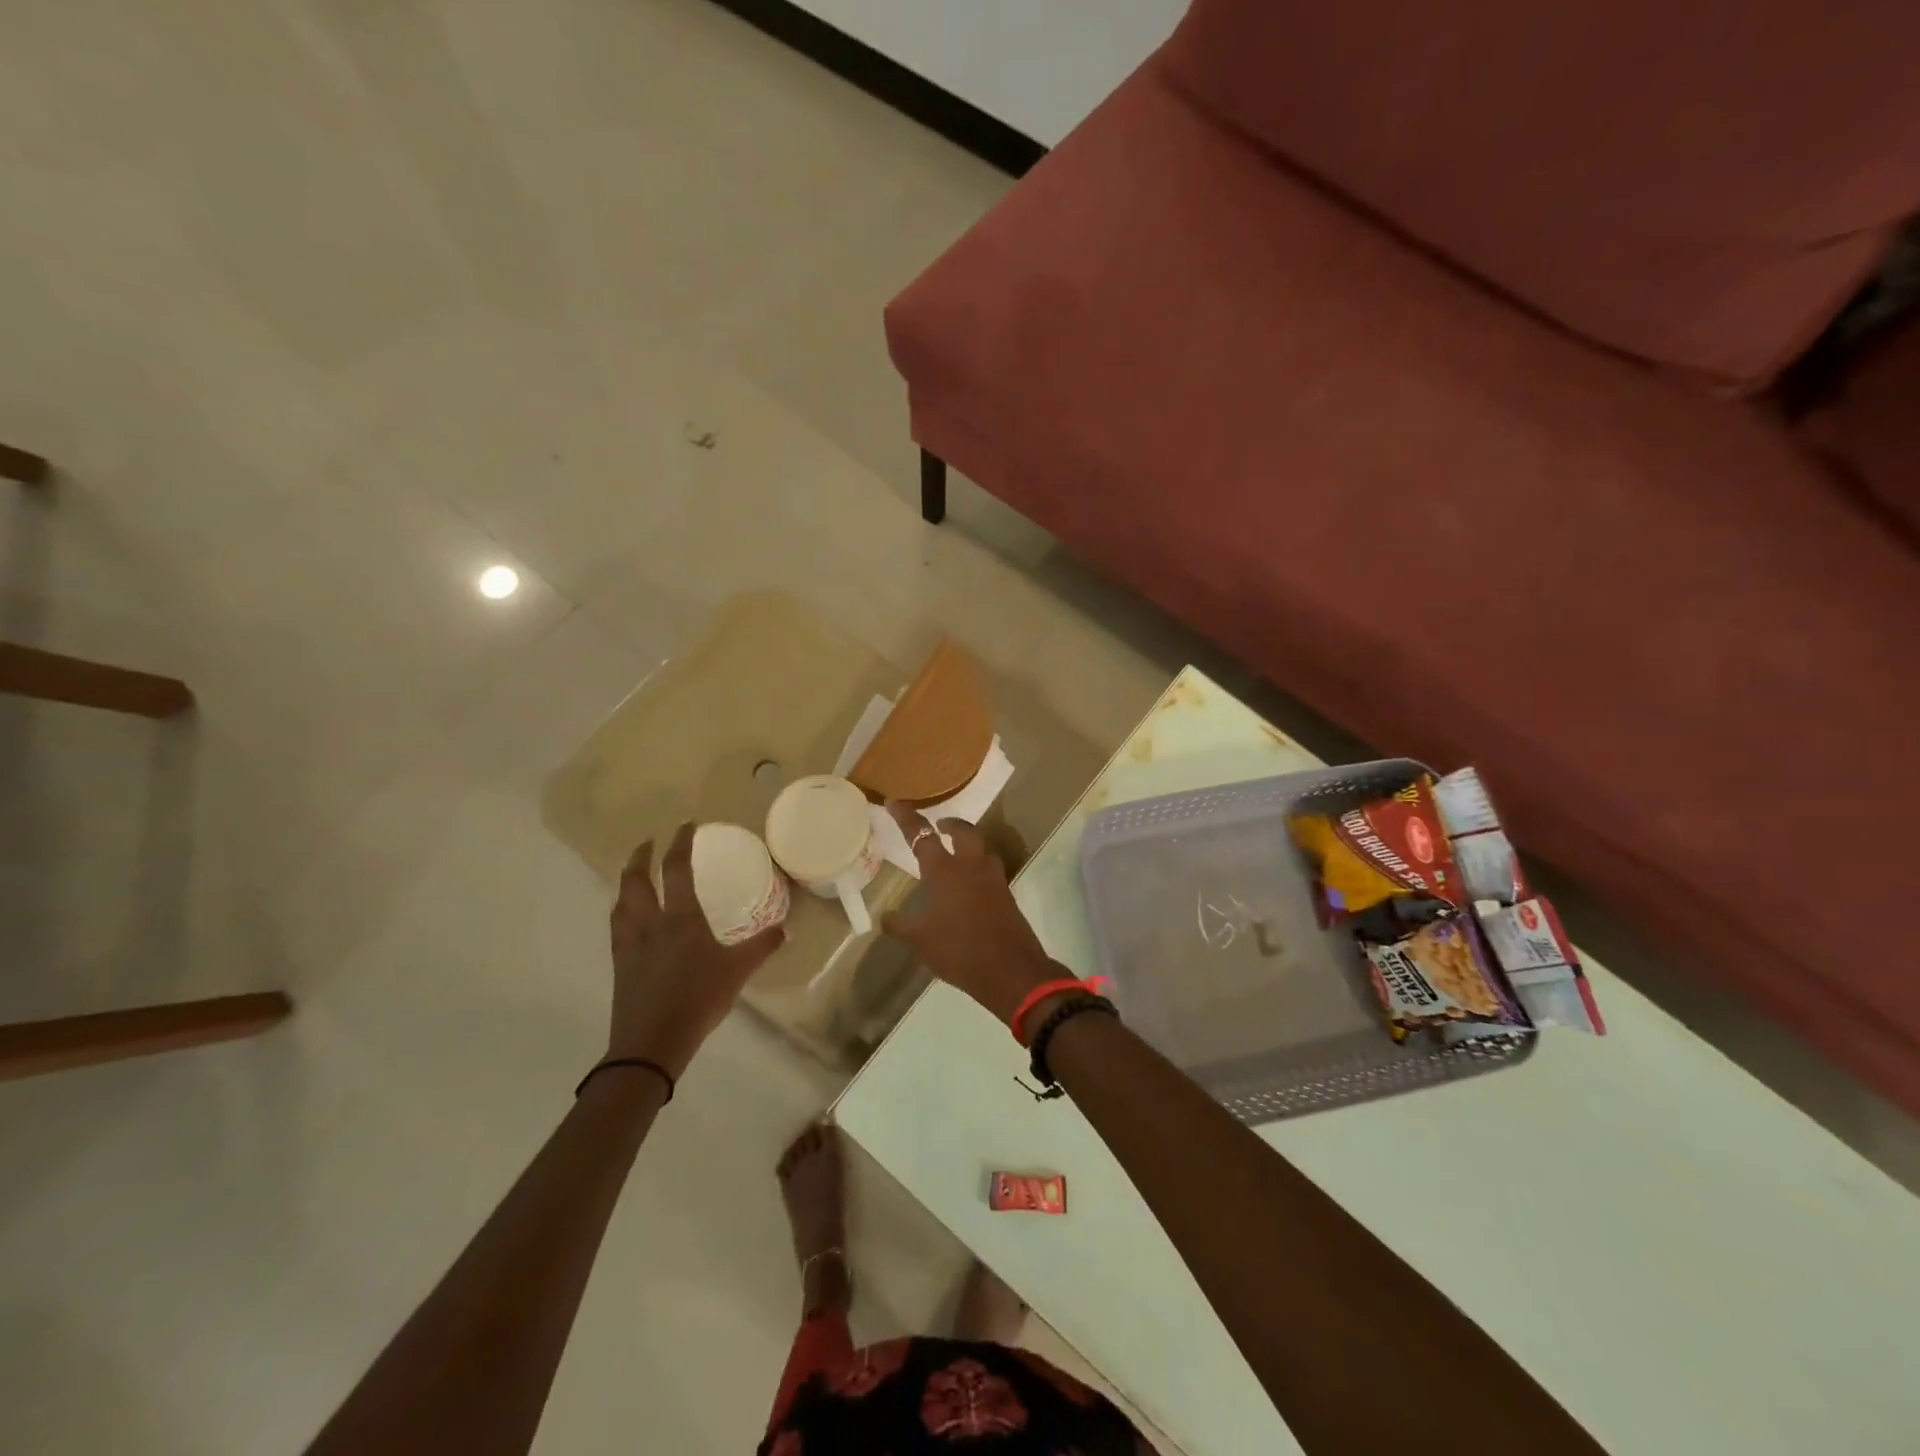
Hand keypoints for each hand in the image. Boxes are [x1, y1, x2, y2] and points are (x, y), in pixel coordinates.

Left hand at [607, 823, 784, 1078]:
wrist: (651, 1043)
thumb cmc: (698, 999)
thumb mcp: (738, 971)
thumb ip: (762, 946)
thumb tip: (786, 928)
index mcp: (680, 918)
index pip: (676, 868)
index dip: (680, 842)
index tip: (686, 825)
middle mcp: (650, 923)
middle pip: (636, 879)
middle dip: (640, 856)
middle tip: (648, 843)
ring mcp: (630, 944)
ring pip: (621, 901)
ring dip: (626, 881)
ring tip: (634, 875)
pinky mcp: (620, 964)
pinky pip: (617, 925)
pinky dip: (622, 909)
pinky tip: (629, 918)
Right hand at [879, 802, 1060, 1023]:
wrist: (1010, 970)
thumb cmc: (958, 950)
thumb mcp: (920, 940)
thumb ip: (900, 925)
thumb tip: (885, 917)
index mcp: (944, 871)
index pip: (921, 835)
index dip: (906, 817)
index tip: (893, 802)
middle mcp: (970, 866)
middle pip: (963, 831)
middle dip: (950, 823)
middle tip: (939, 826)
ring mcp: (993, 879)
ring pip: (982, 848)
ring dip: (969, 844)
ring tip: (956, 854)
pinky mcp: (1007, 894)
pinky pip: (990, 871)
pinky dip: (979, 868)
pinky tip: (970, 886)